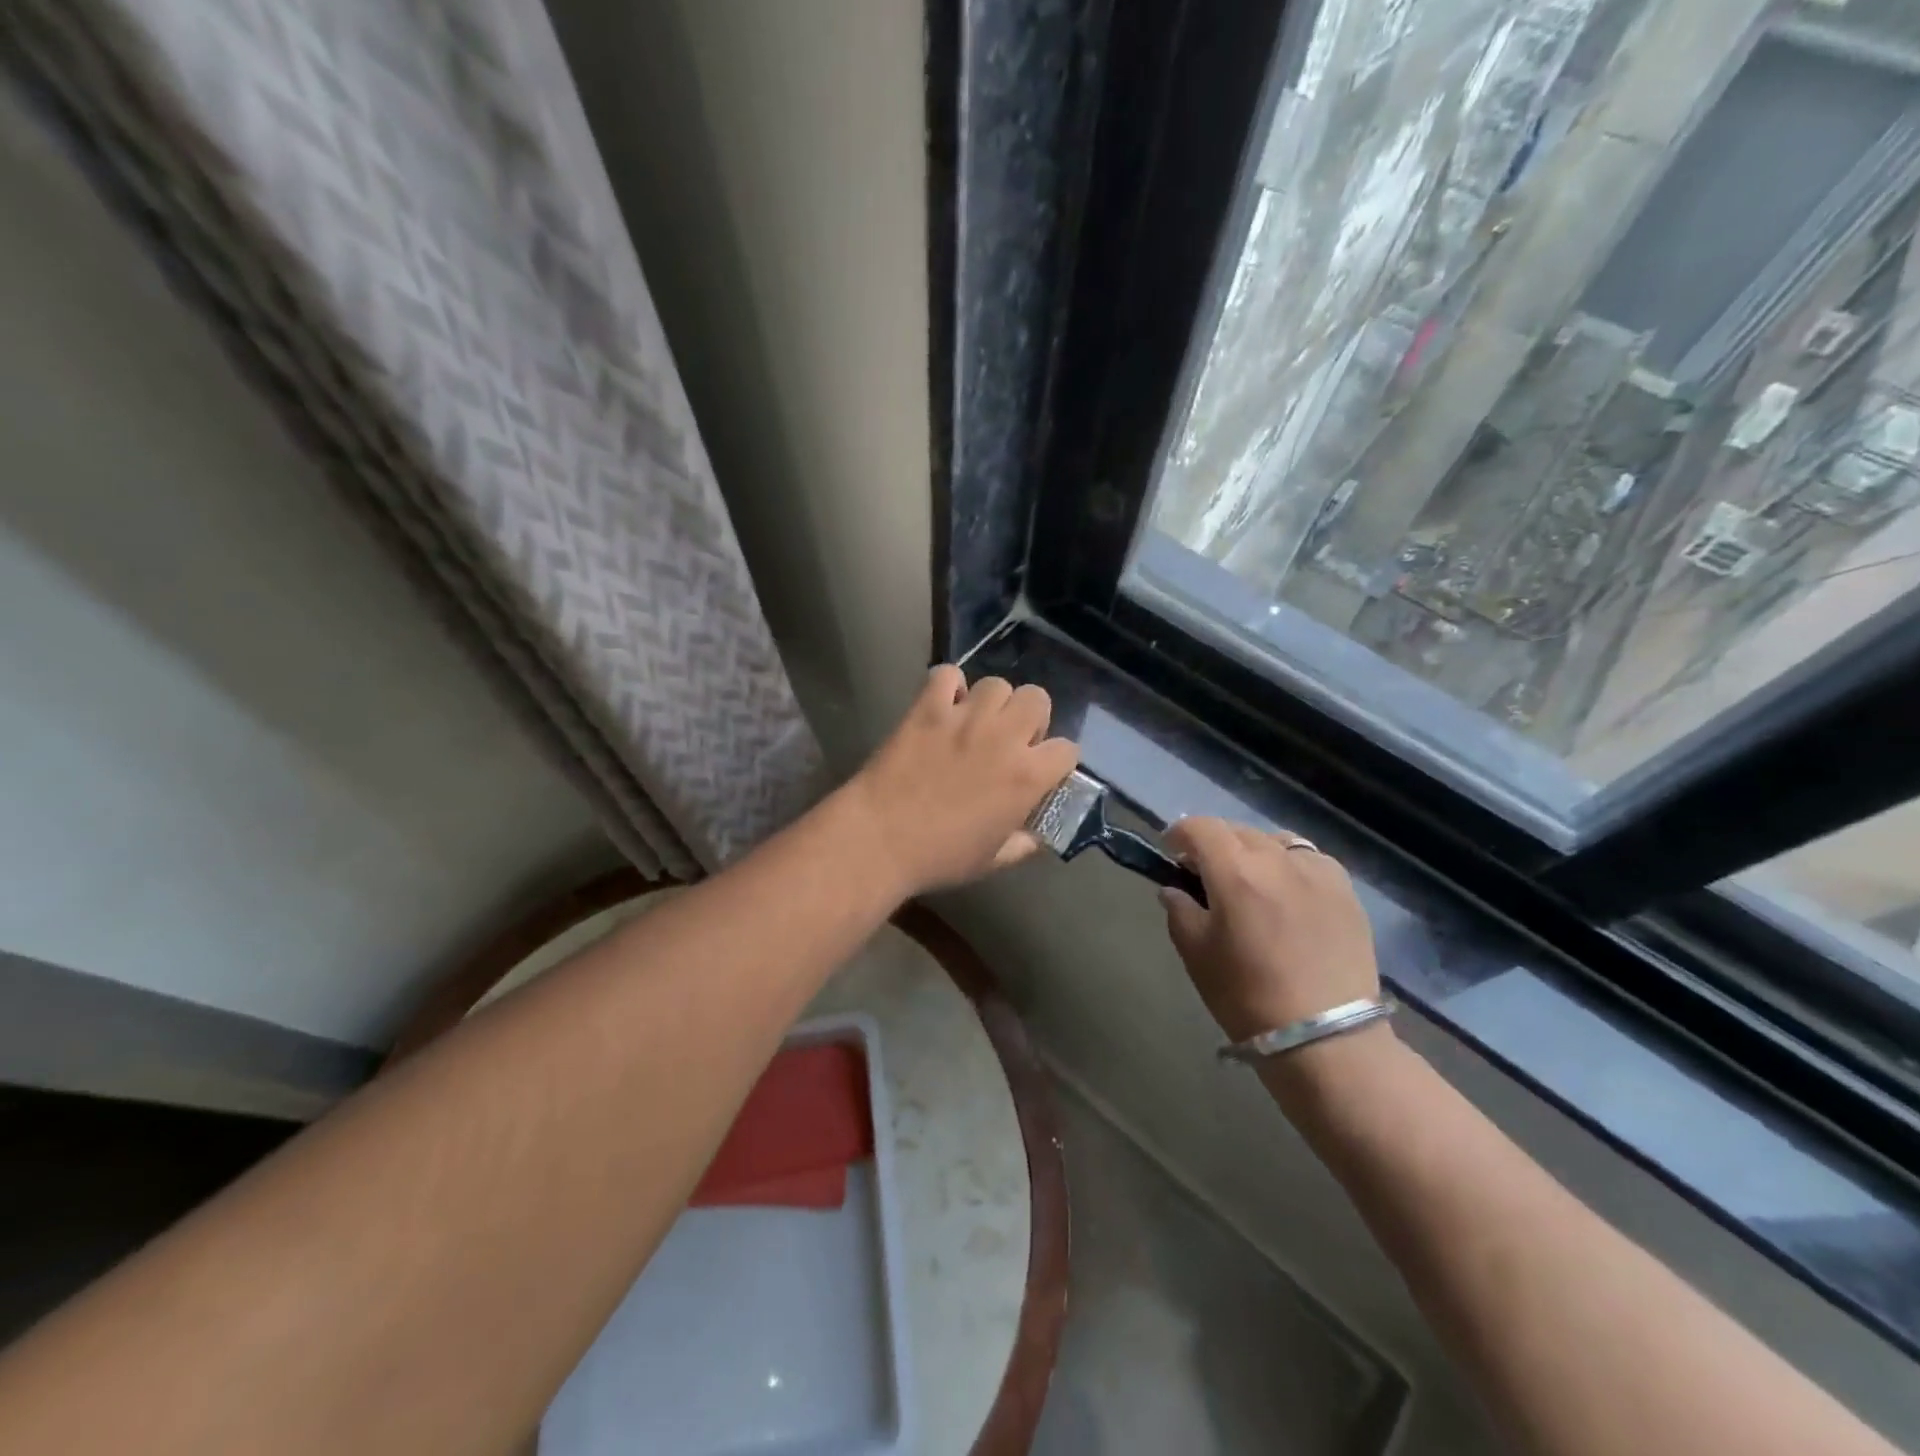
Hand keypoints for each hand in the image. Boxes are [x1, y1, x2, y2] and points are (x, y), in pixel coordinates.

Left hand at [844, 666, 1079, 896]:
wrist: (880, 839)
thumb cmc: (939, 856)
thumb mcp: (992, 861)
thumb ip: (1022, 845)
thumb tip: (1035, 838)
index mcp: (1027, 776)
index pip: (1067, 749)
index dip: (1057, 760)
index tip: (1042, 770)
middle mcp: (1003, 737)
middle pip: (1037, 698)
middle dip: (1030, 717)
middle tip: (1010, 739)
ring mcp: (964, 717)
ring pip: (996, 684)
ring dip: (992, 701)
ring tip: (976, 721)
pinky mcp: (927, 708)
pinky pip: (947, 674)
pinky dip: (949, 685)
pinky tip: (943, 705)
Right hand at [1160, 818, 1378, 1042]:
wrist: (1327, 1039)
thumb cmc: (1248, 997)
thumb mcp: (1196, 954)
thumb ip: (1179, 911)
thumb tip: (1174, 889)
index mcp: (1235, 872)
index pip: (1200, 827)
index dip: (1179, 833)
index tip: (1170, 852)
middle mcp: (1277, 859)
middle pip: (1237, 830)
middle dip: (1214, 844)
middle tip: (1205, 874)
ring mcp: (1317, 872)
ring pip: (1275, 840)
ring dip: (1253, 851)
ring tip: (1250, 881)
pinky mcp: (1346, 891)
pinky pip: (1309, 860)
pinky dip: (1290, 865)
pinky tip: (1288, 893)